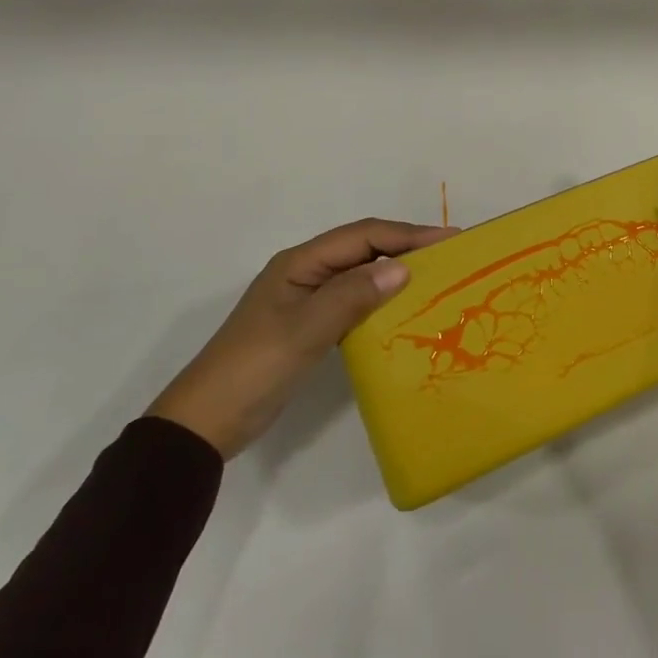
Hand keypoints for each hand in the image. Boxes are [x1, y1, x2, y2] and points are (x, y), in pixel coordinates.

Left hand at [148, 217, 453, 458]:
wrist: (205, 424)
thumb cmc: (254, 369)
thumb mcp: (304, 330)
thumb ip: (352, 296)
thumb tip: (403, 267)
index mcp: (300, 262)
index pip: (363, 236)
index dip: (407, 234)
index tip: (449, 239)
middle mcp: (306, 272)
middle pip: (364, 249)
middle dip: (406, 247)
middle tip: (451, 257)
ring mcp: (306, 300)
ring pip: (360, 274)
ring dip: (396, 272)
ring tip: (436, 280)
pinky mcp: (310, 326)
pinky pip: (354, 301)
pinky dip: (381, 300)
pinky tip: (403, 312)